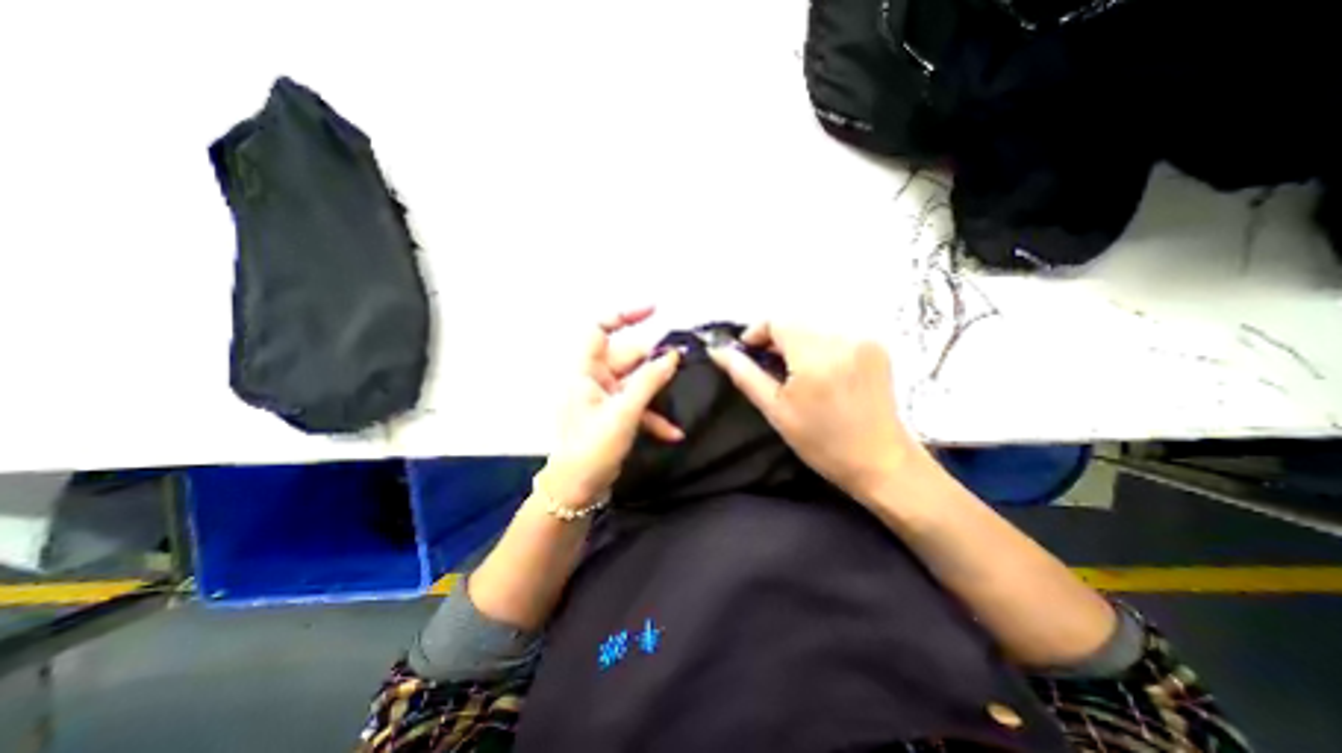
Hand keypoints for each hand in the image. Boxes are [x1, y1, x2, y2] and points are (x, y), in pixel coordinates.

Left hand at [539, 307, 682, 510]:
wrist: (577, 490)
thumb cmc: (592, 448)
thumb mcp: (624, 413)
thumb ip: (649, 382)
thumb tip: (672, 356)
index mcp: (586, 371)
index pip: (600, 329)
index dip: (624, 315)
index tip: (655, 311)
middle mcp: (594, 379)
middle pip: (627, 357)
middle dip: (653, 362)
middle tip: (681, 366)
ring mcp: (605, 398)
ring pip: (636, 382)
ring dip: (657, 391)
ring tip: (680, 396)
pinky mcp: (615, 415)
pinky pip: (638, 406)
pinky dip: (653, 415)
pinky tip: (673, 432)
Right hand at [711, 319, 924, 503]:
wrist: (881, 461)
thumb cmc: (822, 442)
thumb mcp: (776, 410)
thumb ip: (745, 375)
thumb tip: (718, 351)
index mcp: (816, 356)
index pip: (777, 320)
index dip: (757, 332)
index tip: (748, 353)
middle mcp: (843, 338)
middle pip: (796, 321)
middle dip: (776, 338)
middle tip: (769, 366)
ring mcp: (864, 339)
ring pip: (815, 326)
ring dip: (797, 341)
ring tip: (794, 371)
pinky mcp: (876, 345)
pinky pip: (835, 333)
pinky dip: (819, 344)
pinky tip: (819, 369)